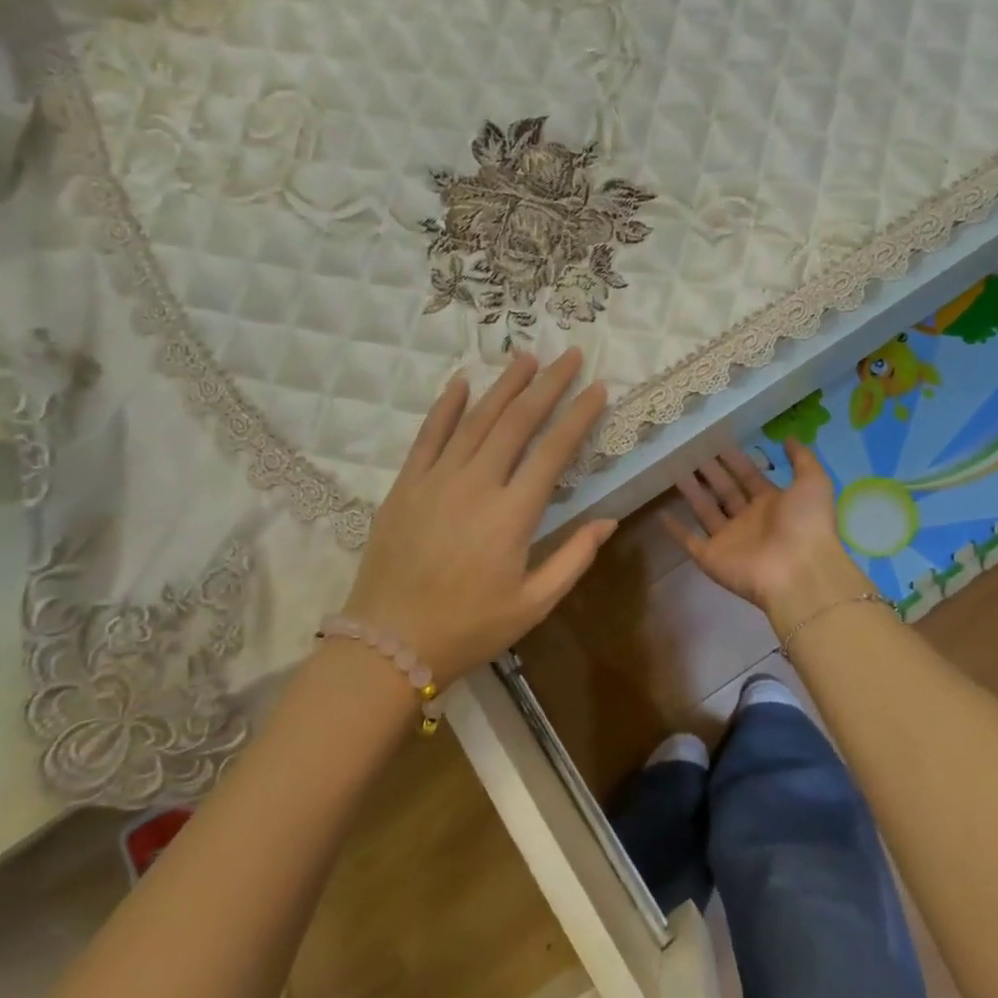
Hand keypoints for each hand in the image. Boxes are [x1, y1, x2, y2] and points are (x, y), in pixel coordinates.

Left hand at [340, 350, 615, 686]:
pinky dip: (446, 406)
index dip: (578, 415)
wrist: (388, 642)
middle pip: (517, 421)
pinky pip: (428, 434)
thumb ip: (573, 558)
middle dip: (547, 384)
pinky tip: (462, 381)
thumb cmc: (469, 628)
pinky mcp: (406, 484)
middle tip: (569, 355)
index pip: (553, 450)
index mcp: (512, 515)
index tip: (598, 388)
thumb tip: (609, 520)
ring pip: (475, 419)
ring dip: (504, 385)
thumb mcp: (533, 604)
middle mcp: (476, 484)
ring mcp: (436, 479)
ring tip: (527, 357)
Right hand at [663, 441, 871, 631]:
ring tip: (674, 468)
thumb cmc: (807, 524)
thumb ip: (801, 459)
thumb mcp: (813, 483)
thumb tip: (787, 438)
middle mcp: (750, 521)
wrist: (798, 573)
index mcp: (773, 504)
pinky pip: (689, 541)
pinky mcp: (711, 557)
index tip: (718, 441)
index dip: (735, 460)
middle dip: (711, 472)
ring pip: (706, 510)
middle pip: (725, 491)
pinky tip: (660, 513)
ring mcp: (729, 540)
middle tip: (691, 450)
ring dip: (692, 492)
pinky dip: (675, 529)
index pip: (749, 477)